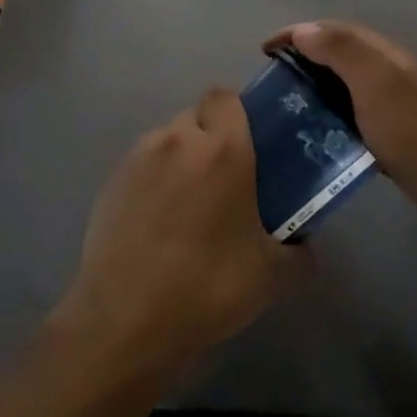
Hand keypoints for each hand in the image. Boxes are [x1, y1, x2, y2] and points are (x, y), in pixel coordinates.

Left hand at [52, 89, 307, 382]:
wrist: (125, 319)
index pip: (226, 97)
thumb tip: (305, 247)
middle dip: (211, 138)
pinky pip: (143, 165)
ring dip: (181, 158)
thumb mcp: (272, 276)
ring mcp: (139, 157)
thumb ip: (299, 253)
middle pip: (197, 117)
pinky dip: (154, 180)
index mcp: (222, 149)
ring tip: (189, 205)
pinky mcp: (111, 180)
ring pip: (168, 139)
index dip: (238, 114)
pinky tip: (158, 223)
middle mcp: (178, 140)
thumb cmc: (207, 287)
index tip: (249, 145)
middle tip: (226, 180)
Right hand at [265, 20, 416, 238]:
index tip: (263, 51)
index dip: (297, 33)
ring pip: (349, 84)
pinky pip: (358, 114)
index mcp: (388, 54)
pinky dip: (334, 115)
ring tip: (289, 106)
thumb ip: (341, 50)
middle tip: (273, 79)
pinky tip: (322, 135)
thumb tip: (304, 30)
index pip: (335, 29)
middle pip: (342, 53)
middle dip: (305, 57)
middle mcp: (395, 72)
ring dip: (318, 87)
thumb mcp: (376, 84)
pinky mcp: (401, 136)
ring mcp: (400, 105)